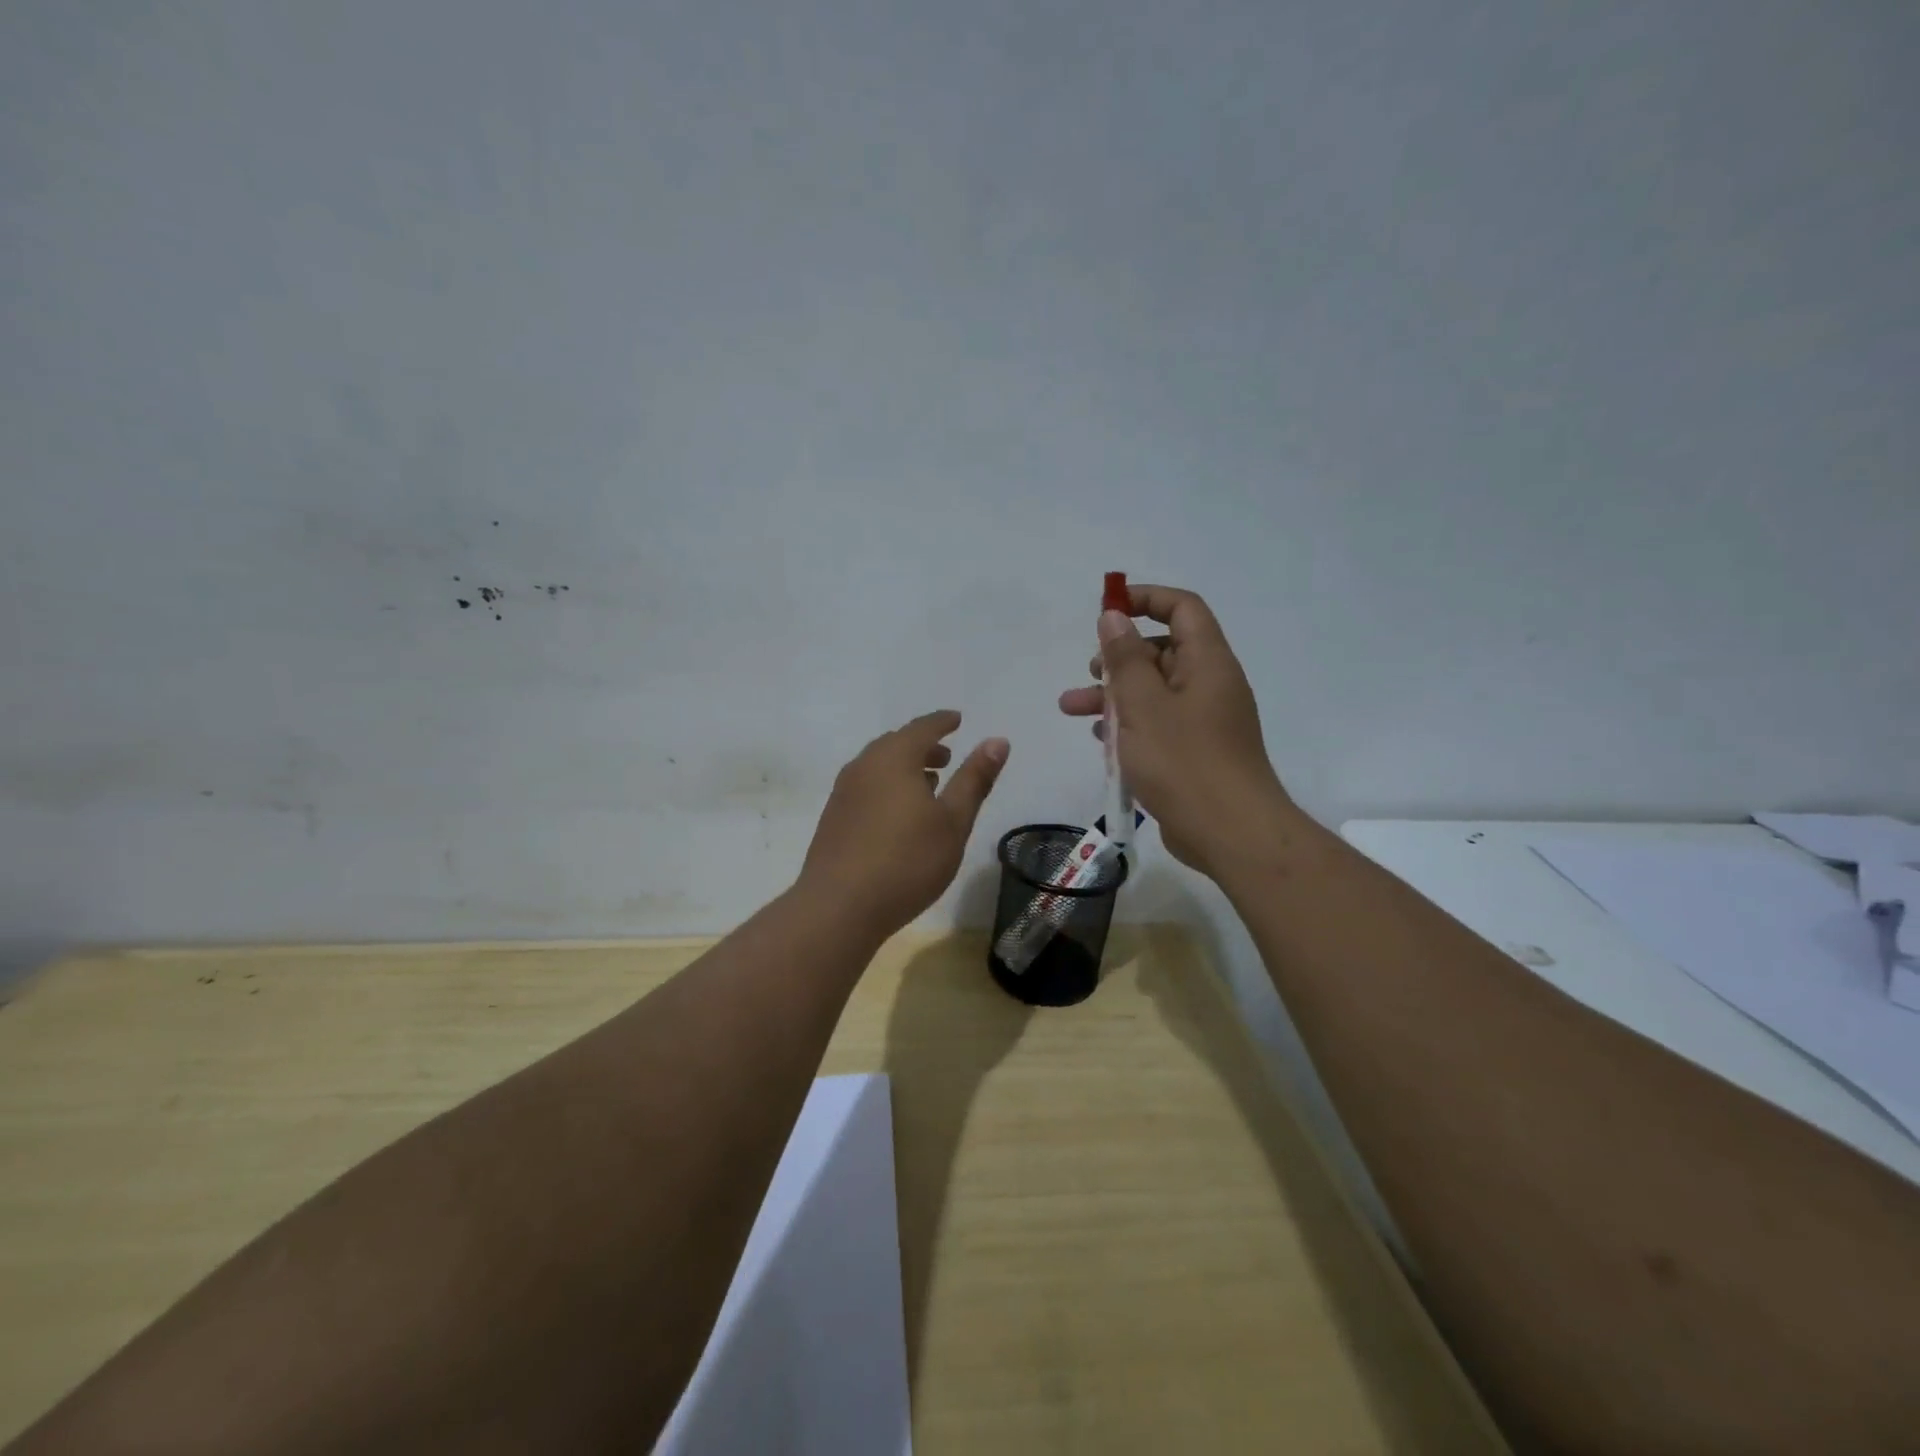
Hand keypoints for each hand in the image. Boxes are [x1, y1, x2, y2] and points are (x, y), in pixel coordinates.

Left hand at [799, 710, 1008, 935]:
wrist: (838, 907)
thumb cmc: (907, 861)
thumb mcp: (953, 821)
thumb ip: (974, 779)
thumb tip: (997, 740)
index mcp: (893, 758)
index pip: (922, 727)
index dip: (943, 722)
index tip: (957, 720)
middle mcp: (863, 766)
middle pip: (896, 744)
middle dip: (923, 746)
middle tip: (947, 758)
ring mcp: (843, 793)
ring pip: (878, 767)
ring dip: (904, 768)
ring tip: (927, 785)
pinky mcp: (833, 818)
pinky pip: (865, 787)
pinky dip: (887, 787)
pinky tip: (898, 815)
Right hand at [1059, 584, 1295, 876]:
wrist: (1231, 834)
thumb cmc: (1184, 762)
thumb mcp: (1143, 705)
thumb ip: (1125, 659)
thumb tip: (1113, 616)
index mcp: (1207, 662)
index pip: (1182, 608)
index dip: (1145, 599)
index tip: (1106, 610)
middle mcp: (1210, 684)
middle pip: (1162, 651)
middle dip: (1119, 658)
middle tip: (1090, 672)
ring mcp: (1204, 721)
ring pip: (1154, 692)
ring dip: (1114, 695)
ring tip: (1072, 709)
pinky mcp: (1195, 752)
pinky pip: (1158, 724)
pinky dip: (1129, 725)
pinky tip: (1101, 741)